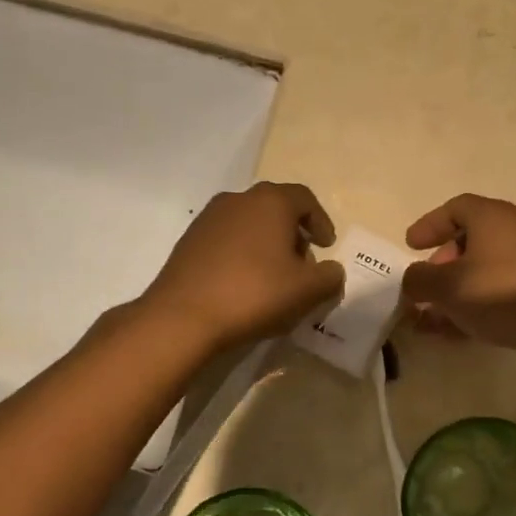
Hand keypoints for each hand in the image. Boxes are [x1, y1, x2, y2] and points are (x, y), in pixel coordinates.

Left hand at [142, 182, 345, 353]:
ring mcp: (208, 218)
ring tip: (273, 277)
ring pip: (249, 223)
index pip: (304, 199)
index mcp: (270, 202)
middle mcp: (238, 200)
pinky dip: (242, 254)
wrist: (183, 316)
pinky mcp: (189, 241)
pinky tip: (243, 284)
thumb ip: (329, 277)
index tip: (327, 246)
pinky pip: (227, 240)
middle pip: (275, 209)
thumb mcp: (306, 291)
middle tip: (302, 264)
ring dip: (266, 244)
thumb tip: (332, 271)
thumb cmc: (254, 294)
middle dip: (293, 234)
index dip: (321, 221)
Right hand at [401, 194, 515, 357]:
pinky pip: (502, 289)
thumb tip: (413, 280)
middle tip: (426, 286)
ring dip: (458, 290)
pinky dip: (479, 304)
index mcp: (492, 217)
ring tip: (437, 317)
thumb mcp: (447, 287)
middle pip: (471, 240)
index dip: (429, 225)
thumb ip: (419, 280)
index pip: (455, 208)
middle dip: (442, 264)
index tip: (410, 246)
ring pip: (485, 269)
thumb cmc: (502, 293)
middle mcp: (515, 230)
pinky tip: (463, 330)